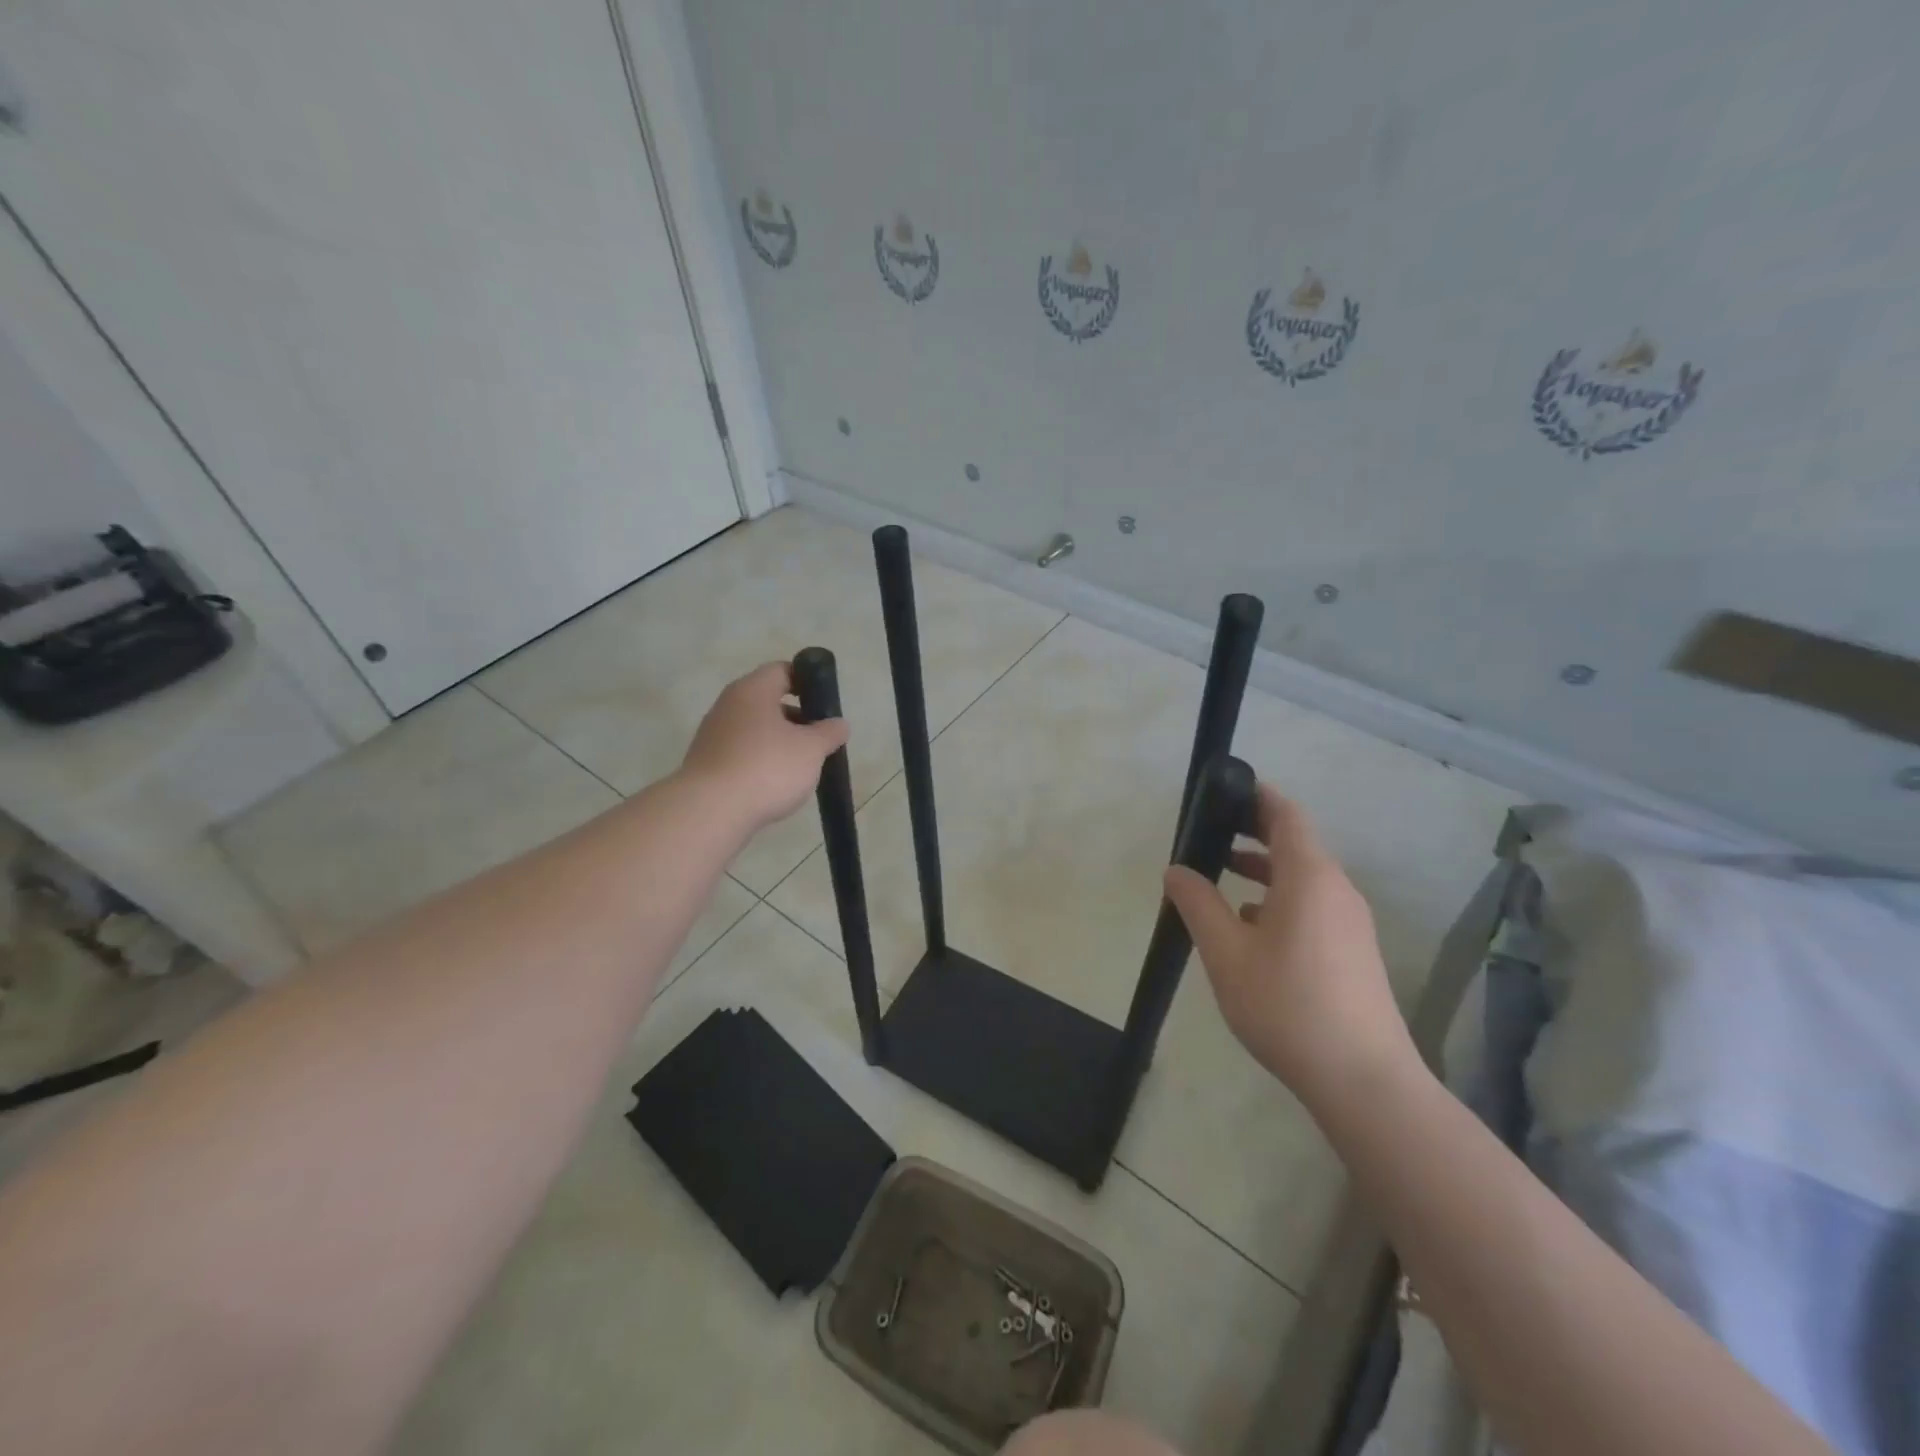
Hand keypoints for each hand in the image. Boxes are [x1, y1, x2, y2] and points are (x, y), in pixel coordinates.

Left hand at [679, 663, 849, 831]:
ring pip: (754, 728)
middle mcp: (728, 705)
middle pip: (768, 700)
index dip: (807, 681)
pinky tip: (774, 783)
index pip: (782, 670)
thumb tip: (840, 724)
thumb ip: (829, 733)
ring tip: (800, 766)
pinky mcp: (707, 762)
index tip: (825, 702)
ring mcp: (713, 734)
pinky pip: (741, 752)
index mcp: (752, 690)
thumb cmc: (767, 768)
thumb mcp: (811, 749)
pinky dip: (760, 761)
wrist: (711, 811)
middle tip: (818, 738)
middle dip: (796, 717)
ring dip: (778, 741)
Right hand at [1164, 783, 1416, 1106]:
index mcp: (1309, 877)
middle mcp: (1337, 889)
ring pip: (1303, 878)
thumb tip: (1177, 870)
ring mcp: (1351, 922)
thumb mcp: (1226, 952)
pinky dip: (1280, 899)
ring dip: (1264, 869)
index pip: (1286, 815)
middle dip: (1254, 831)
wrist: (1363, 1079)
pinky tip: (1251, 926)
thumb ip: (1198, 904)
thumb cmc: (1286, 1004)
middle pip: (1296, 843)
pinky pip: (1313, 905)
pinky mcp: (1354, 951)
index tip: (1225, 789)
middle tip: (1212, 828)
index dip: (1257, 796)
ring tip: (1222, 873)